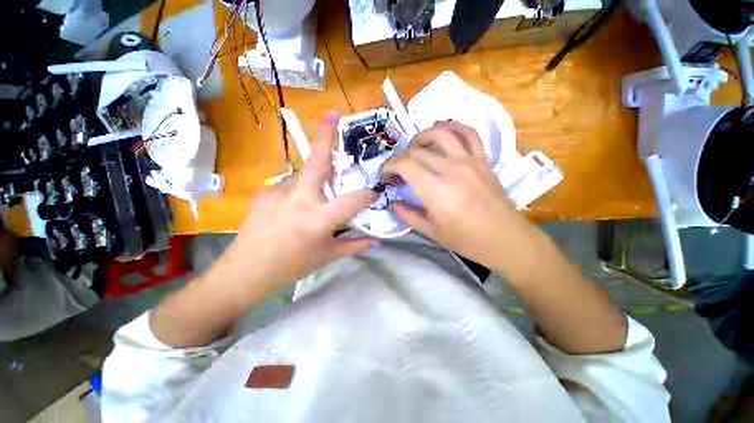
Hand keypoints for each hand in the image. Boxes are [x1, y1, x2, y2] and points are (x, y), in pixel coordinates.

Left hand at [214, 113, 378, 294]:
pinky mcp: (264, 191)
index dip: (367, 195)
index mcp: (318, 219)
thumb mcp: (328, 255)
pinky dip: (298, 191)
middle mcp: (299, 199)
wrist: (245, 271)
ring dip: (315, 181)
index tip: (375, 192)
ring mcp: (278, 191)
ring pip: (304, 175)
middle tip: (334, 113)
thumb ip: (356, 245)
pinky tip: (292, 209)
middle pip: (316, 161)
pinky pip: (290, 185)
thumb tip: (379, 242)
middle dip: (326, 135)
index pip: (352, 200)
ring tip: (312, 202)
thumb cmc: (292, 265)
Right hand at [384, 121, 532, 268]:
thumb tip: (391, 203)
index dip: (389, 166)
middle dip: (401, 157)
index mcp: (434, 189)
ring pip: (440, 134)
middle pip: (417, 150)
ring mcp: (469, 161)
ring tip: (415, 147)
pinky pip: (469, 134)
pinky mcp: (482, 159)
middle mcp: (450, 168)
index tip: (385, 175)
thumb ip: (407, 215)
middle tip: (397, 170)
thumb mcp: (430, 231)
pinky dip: (453, 127)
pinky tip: (443, 131)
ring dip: (422, 137)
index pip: (405, 164)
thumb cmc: (465, 239)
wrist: (505, 238)